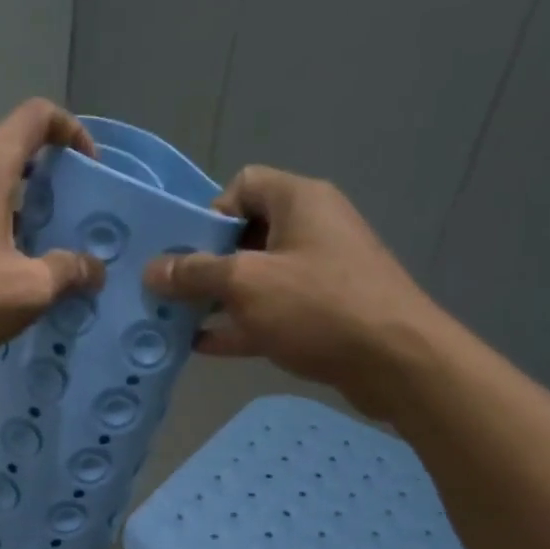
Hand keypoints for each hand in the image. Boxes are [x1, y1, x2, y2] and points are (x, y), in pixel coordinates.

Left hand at [0, 99, 106, 368]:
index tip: (86, 166)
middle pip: (5, 155)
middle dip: (41, 185)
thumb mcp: (26, 290)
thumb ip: (67, 272)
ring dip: (7, 211)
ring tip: (21, 259)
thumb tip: (93, 268)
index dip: (69, 130)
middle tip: (58, 228)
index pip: (34, 117)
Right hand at [143, 166, 444, 415]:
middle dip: (205, 263)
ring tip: (176, 319)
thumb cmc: (318, 307)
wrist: (397, 363)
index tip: (189, 252)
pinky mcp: (322, 313)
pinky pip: (270, 310)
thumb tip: (152, 269)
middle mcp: (311, 229)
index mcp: (299, 201)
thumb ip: (195, 273)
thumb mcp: (246, 284)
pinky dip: (239, 323)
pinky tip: (203, 346)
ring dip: (217, 297)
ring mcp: (319, 273)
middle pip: (245, 234)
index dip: (210, 214)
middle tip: (172, 291)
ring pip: (256, 277)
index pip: (242, 185)